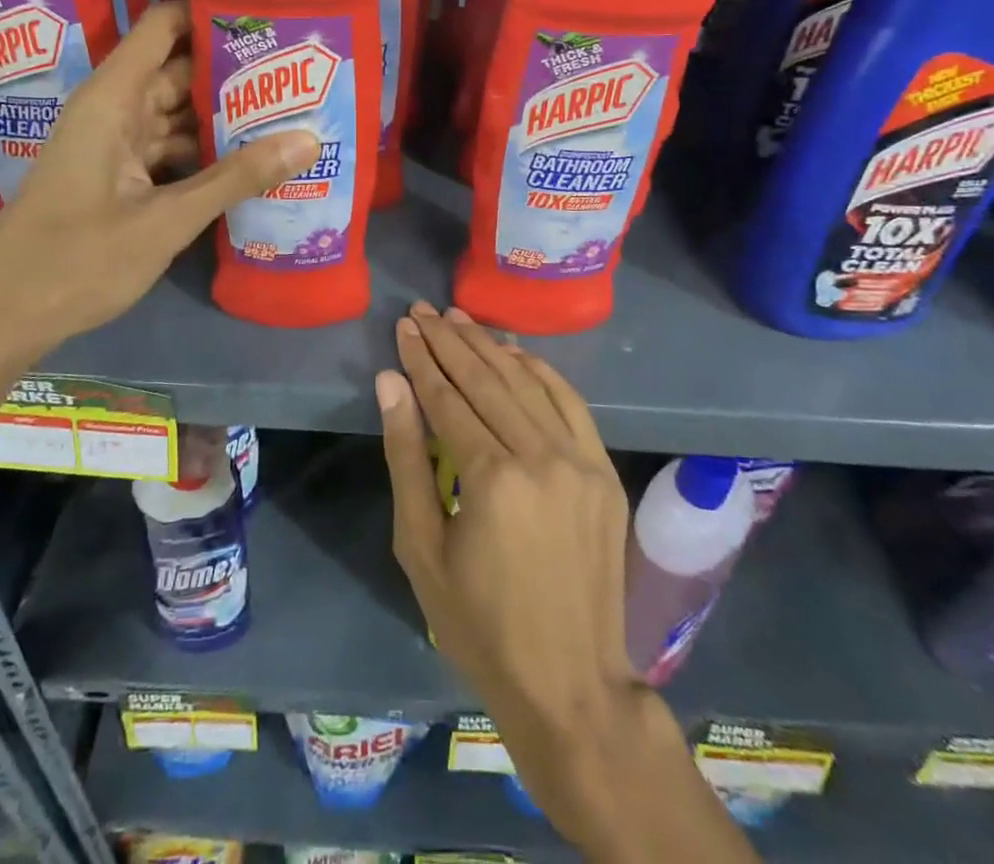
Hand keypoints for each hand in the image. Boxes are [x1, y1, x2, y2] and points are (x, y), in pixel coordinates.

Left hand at [0, 2, 318, 369]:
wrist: (3, 316)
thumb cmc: (76, 260)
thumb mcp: (166, 220)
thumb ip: (237, 178)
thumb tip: (309, 140)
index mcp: (113, 99)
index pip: (164, 26)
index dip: (210, 11)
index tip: (269, 13)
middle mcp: (113, 110)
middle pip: (179, 71)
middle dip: (235, 71)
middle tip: (300, 72)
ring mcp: (114, 144)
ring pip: (178, 114)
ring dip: (224, 117)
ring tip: (290, 112)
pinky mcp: (118, 177)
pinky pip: (169, 149)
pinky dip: (205, 153)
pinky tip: (250, 162)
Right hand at [376, 303, 638, 755]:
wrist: (570, 683)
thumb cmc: (478, 624)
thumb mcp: (421, 547)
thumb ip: (405, 457)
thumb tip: (390, 383)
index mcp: (492, 478)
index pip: (448, 397)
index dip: (422, 359)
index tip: (404, 327)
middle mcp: (540, 455)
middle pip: (487, 380)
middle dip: (450, 341)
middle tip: (424, 311)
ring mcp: (580, 460)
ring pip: (527, 383)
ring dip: (490, 346)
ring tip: (459, 319)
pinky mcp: (604, 470)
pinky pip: (570, 403)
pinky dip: (541, 371)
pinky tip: (515, 351)